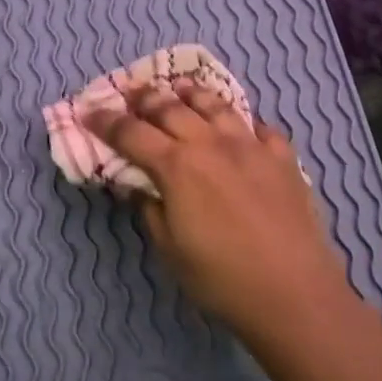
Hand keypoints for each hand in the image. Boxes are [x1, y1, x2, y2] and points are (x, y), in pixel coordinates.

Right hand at [83, 81, 358, 340]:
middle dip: (145, 98)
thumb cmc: (221, 278)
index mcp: (177, 166)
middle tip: (130, 93)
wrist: (292, 290)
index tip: (88, 112)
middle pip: (171, 108)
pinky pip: (260, 127)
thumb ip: (150, 209)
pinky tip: (240, 126)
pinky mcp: (284, 157)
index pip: (132, 133)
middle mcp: (212, 144)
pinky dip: (242, 122)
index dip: (106, 121)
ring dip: (191, 94)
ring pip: (216, 105)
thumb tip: (138, 185)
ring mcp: (252, 146)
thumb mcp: (170, 249)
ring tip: (180, 89)